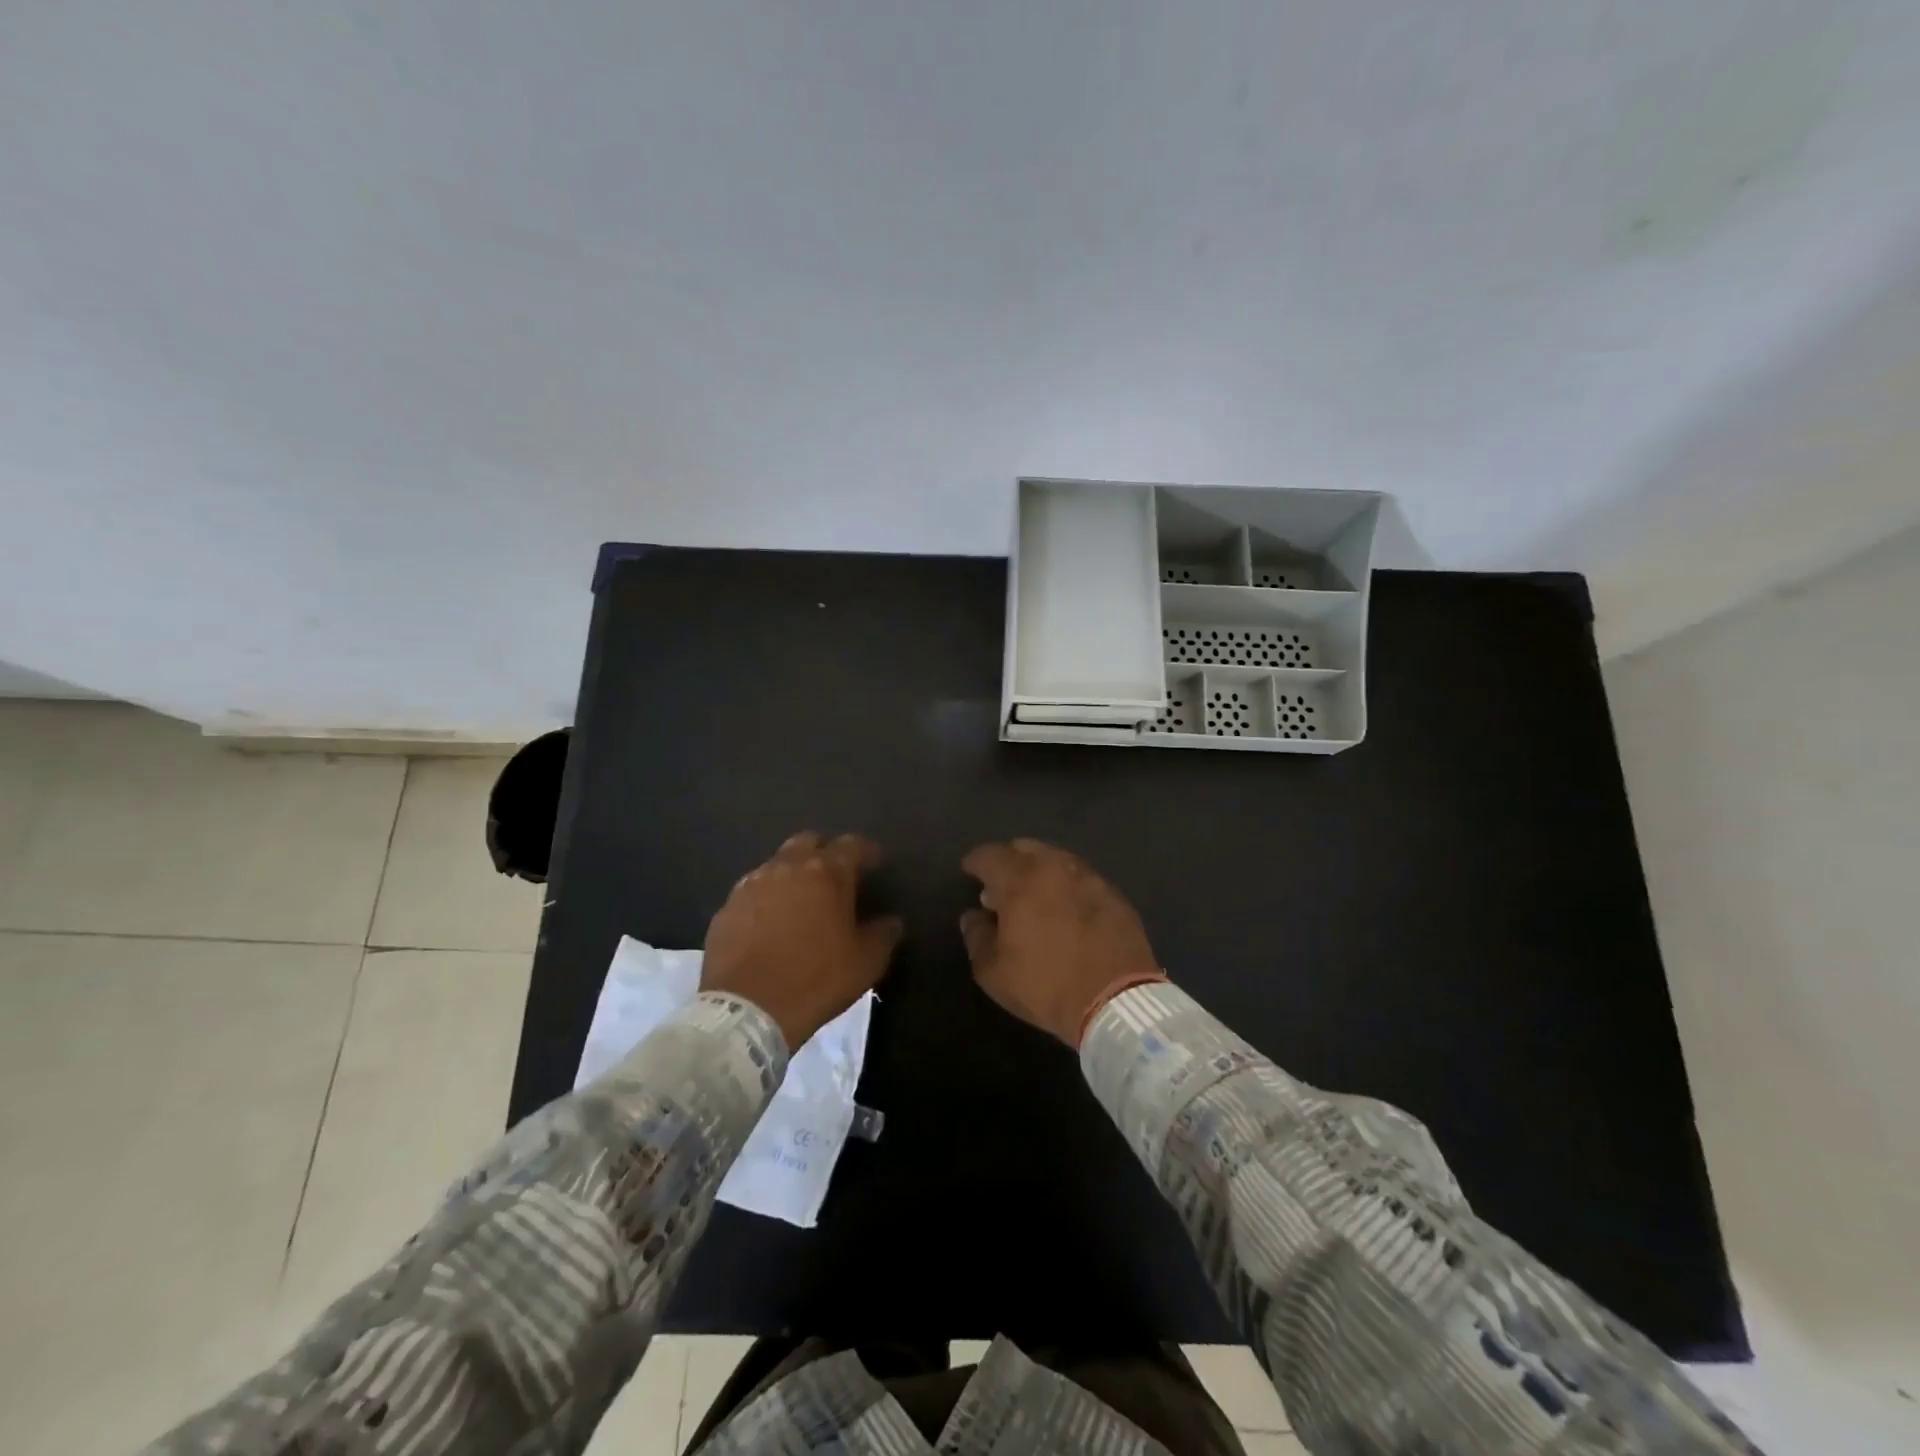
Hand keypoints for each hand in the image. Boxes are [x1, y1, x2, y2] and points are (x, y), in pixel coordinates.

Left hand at [702, 832, 902, 1049]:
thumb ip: (883, 935)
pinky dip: (766, 898)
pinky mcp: (726, 907)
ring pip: (777, 864)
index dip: (867, 852)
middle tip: (834, 877)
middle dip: (824, 852)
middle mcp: (787, 867)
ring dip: (792, 874)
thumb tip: (892, 922)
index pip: (852, 845)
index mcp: (827, 873)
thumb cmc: (816, 981)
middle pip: (809, 842)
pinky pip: (752, 891)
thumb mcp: (865, 963)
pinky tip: (769, 923)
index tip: (875, 864)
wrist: (747, 1011)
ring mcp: (751, 884)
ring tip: (800, 900)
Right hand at [960, 838, 1164, 1045]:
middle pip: (1024, 848)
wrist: (1117, 1001)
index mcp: (1020, 879)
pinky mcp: (1114, 894)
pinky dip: (1066, 885)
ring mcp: (1089, 877)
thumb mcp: (994, 972)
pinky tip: (1066, 907)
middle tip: (1001, 884)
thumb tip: (974, 916)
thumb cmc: (1045, 985)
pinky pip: (1081, 878)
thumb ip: (977, 936)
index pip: (989, 855)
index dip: (975, 862)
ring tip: (1034, 895)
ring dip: (1039, 870)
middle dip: (1008, 860)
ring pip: (1056, 859)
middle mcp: (1054, 867)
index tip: (969, 873)